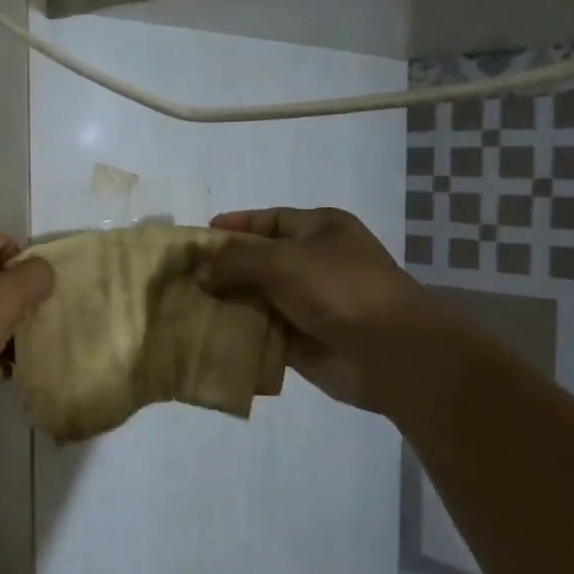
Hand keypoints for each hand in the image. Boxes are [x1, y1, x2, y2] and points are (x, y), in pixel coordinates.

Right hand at [198, 207, 433, 413]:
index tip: (196, 238)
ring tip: (184, 307)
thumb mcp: (282, 260)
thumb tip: (199, 269)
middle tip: (181, 277)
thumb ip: (236, 260)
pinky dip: (239, 333)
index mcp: (320, 229)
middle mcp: (315, 262)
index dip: (234, 226)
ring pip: (258, 298)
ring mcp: (310, 303)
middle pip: (259, 260)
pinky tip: (207, 335)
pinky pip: (263, 332)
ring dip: (227, 303)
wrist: (392, 353)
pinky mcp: (304, 340)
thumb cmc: (340, 289)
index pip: (269, 220)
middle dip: (223, 269)